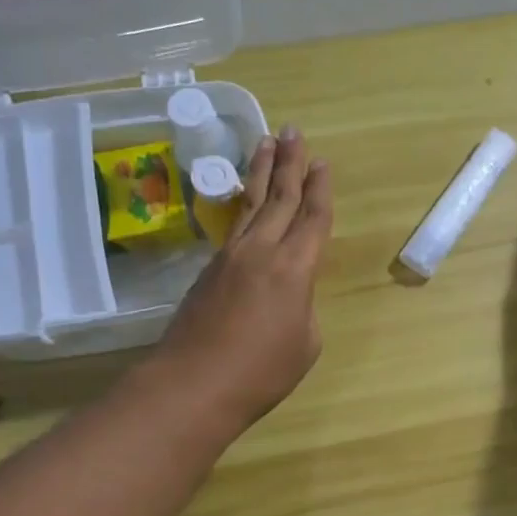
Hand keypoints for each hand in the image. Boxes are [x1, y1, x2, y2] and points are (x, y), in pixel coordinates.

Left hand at [161, 128, 332, 428]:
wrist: (194, 384)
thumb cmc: (262, 371)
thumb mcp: (305, 342)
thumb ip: (303, 307)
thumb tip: (288, 295)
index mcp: (295, 268)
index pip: (313, 218)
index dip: (321, 189)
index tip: (323, 162)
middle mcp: (262, 250)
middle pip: (280, 197)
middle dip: (290, 163)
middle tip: (294, 131)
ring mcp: (230, 256)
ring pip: (251, 203)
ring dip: (261, 172)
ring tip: (266, 141)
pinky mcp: (209, 270)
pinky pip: (234, 225)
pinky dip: (244, 204)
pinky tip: (247, 200)